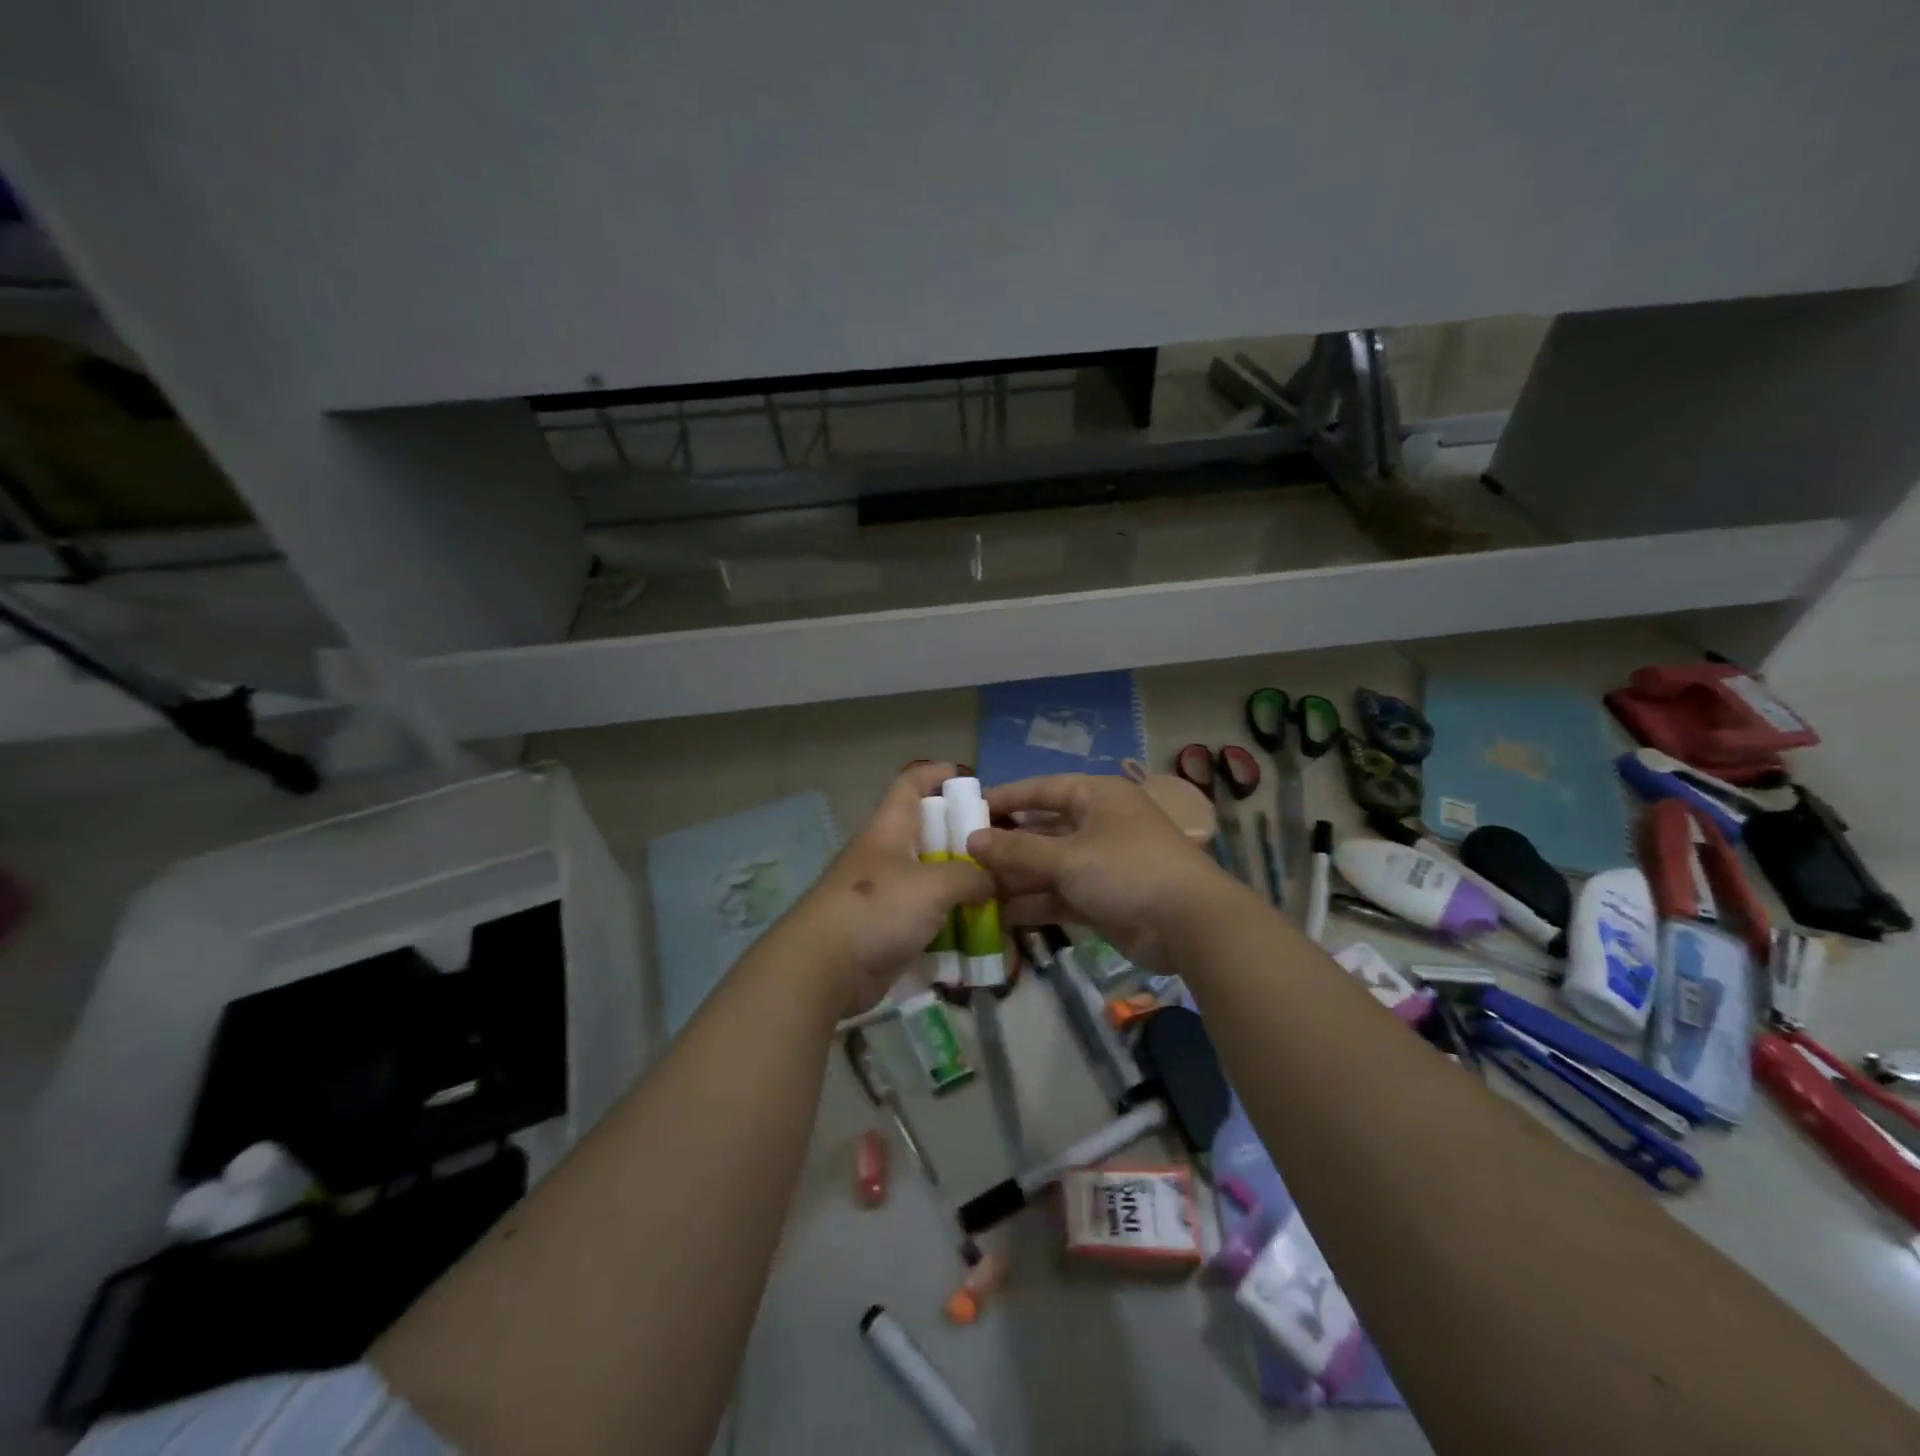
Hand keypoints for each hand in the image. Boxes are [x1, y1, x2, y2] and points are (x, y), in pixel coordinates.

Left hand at [794, 762, 991, 1015]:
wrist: (825, 969)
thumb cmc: (877, 909)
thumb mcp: (934, 886)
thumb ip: (971, 877)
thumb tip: (995, 879)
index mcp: (890, 830)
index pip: (909, 785)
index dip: (935, 774)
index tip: (967, 776)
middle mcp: (887, 856)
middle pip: (928, 834)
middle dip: (962, 837)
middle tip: (1001, 846)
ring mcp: (885, 894)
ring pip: (931, 878)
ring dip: (961, 883)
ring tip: (1001, 889)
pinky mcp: (887, 929)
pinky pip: (927, 916)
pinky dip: (951, 919)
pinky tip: (980, 927)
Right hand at [966, 773, 1233, 969]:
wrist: (1190, 925)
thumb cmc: (1127, 870)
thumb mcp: (1068, 857)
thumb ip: (1017, 849)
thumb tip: (972, 840)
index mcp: (1096, 796)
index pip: (1041, 789)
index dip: (1004, 798)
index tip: (966, 810)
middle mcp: (1098, 824)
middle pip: (1042, 829)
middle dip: (1006, 845)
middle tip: (963, 857)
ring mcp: (1102, 863)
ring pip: (1049, 865)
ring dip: (1016, 878)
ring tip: (973, 890)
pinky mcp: (1103, 898)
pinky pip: (1060, 894)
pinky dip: (1035, 903)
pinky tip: (1000, 914)